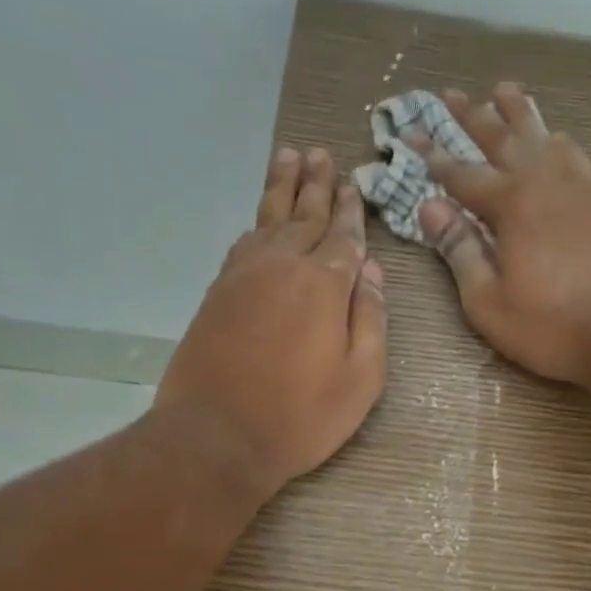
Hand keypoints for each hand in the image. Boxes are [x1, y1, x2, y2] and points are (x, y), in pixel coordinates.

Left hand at [150, 147, 387, 499]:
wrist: (217, 436)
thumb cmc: (302, 417)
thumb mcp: (361, 380)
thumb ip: (372, 320)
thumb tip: (373, 271)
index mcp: (324, 286)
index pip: (344, 237)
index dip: (351, 212)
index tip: (355, 186)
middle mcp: (282, 267)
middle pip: (304, 216)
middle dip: (317, 185)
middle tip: (322, 154)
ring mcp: (244, 276)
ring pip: (268, 219)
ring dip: (282, 188)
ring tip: (289, 157)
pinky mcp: (217, 293)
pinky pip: (243, 242)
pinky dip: (256, 222)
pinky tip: (261, 218)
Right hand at [413, 83, 590, 386]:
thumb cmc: (550, 326)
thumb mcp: (488, 301)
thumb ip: (460, 251)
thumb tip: (430, 207)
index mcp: (510, 205)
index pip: (460, 173)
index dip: (432, 154)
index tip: (409, 133)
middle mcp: (544, 182)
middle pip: (503, 139)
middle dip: (473, 116)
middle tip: (452, 93)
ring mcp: (580, 188)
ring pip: (544, 137)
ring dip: (520, 114)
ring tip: (505, 91)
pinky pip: (575, 156)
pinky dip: (557, 141)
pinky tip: (557, 140)